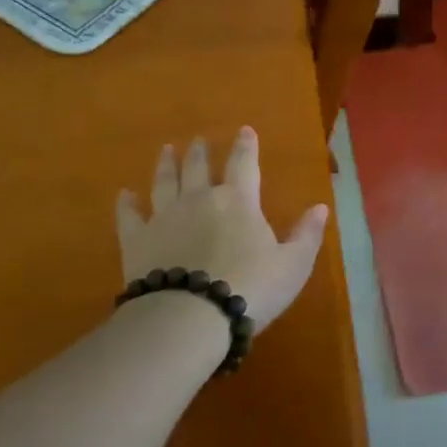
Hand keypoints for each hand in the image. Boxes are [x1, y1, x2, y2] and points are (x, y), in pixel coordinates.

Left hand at [117, 127, 328, 333]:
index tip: (245, 130)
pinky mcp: (137, 240)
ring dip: (166, 165)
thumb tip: (320, 207)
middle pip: (199, 168)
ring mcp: (164, 217)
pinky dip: (127, 204)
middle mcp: (199, 200)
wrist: (191, 315)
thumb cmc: (251, 288)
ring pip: (164, 182)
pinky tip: (125, 195)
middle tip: (198, 139)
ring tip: (166, 150)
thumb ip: (307, 234)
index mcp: (239, 201)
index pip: (244, 164)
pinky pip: (130, 216)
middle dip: (201, 152)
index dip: (246, 146)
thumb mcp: (293, 265)